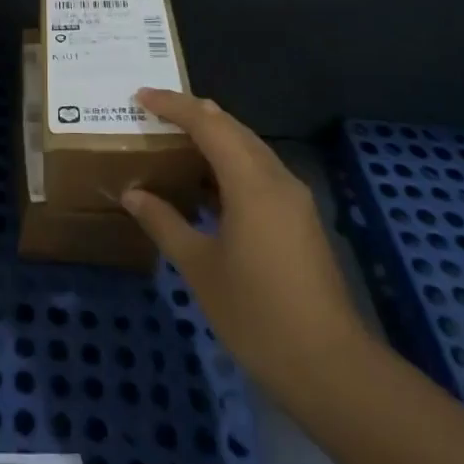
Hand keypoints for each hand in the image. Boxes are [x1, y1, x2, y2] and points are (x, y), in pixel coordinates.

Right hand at [121, 88, 365, 402]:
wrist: (331, 368)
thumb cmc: (257, 314)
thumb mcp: (200, 267)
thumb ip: (164, 222)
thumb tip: (133, 193)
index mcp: (251, 181)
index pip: (207, 123)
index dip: (173, 105)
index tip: (140, 95)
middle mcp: (276, 178)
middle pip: (232, 127)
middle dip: (194, 114)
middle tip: (155, 112)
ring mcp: (294, 199)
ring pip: (249, 148)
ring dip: (213, 137)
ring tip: (175, 140)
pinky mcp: (300, 220)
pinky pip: (259, 172)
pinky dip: (229, 163)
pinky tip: (207, 184)